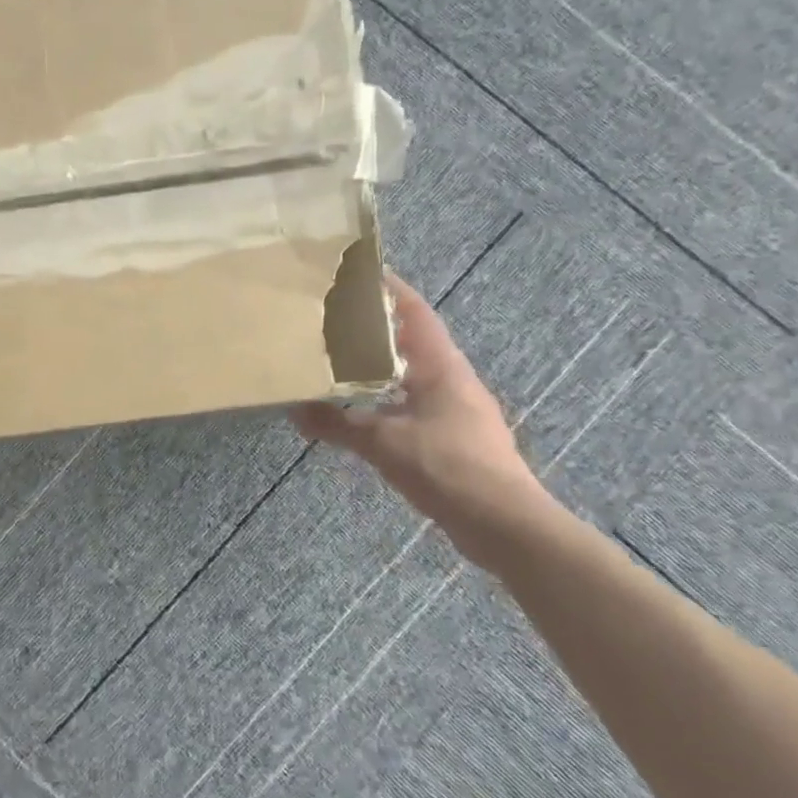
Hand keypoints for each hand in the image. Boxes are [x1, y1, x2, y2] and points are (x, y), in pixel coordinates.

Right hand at [292, 273, 544, 537]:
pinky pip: (416, 403)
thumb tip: (294, 410)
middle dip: (379, 326)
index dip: (390, 289)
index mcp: (442, 367)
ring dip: (385, 364)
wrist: (504, 524)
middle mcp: (454, 380)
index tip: (358, 272)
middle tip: (337, 317)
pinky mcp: (456, 438)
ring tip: (344, 359)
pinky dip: (390, 397)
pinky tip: (367, 409)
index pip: (415, 313)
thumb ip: (338, 424)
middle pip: (414, 339)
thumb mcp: (383, 443)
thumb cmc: (447, 468)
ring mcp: (459, 410)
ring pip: (415, 373)